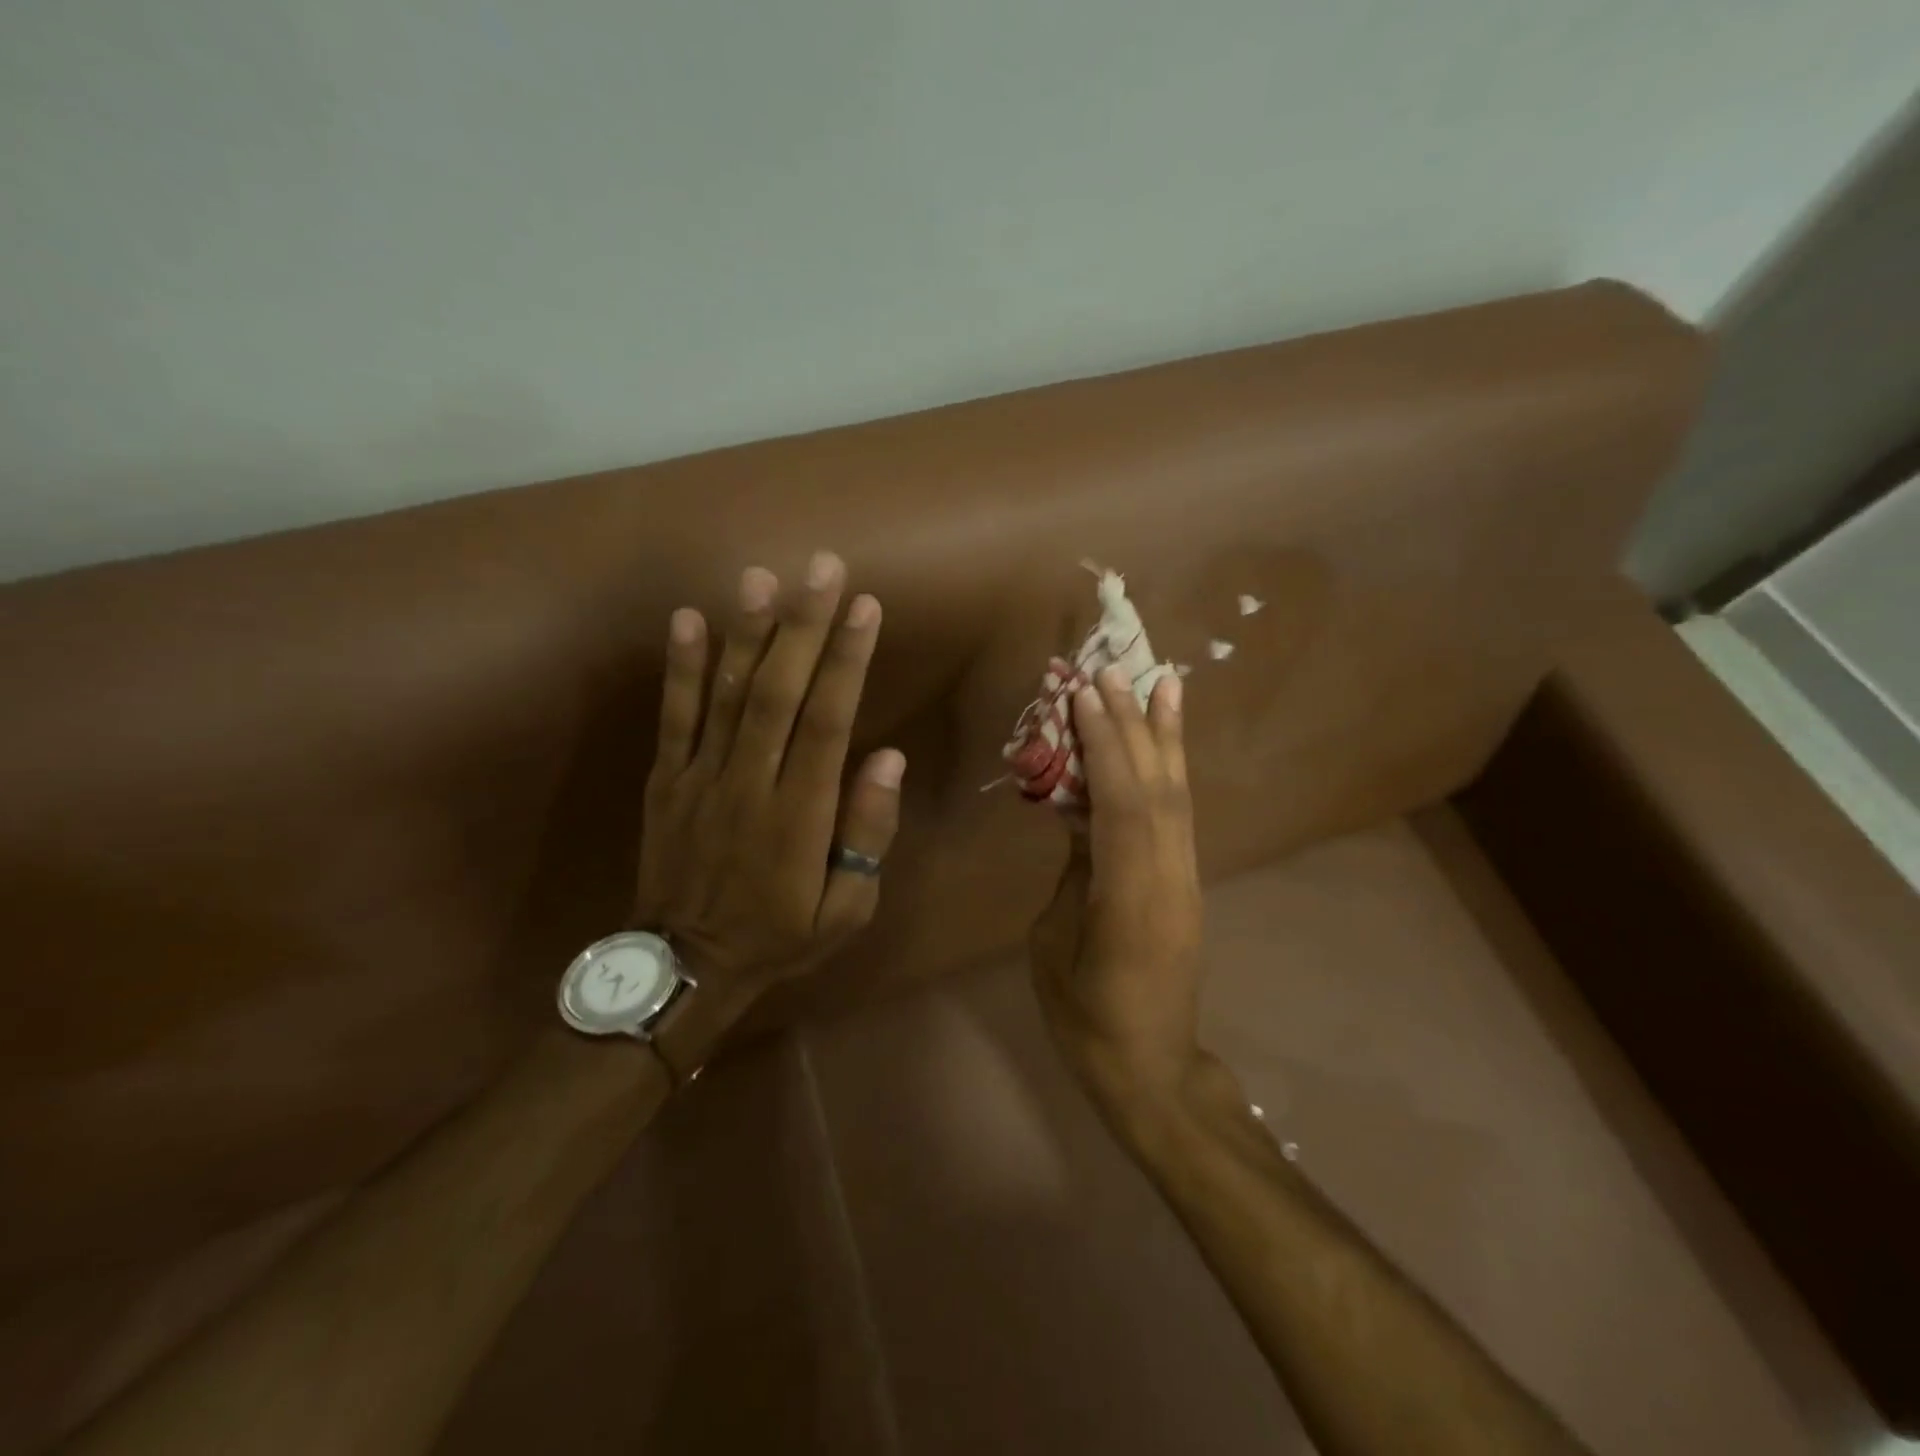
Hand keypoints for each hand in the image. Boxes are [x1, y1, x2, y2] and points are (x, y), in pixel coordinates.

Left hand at [635, 554, 904, 1069]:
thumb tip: (889, 759)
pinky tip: (687, 619)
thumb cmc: (779, 937)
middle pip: (777, 693)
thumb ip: (867, 835)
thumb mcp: (845, 910)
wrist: (684, 966)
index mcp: (799, 815)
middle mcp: (750, 784)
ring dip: (745, 632)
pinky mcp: (666, 781)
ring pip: (725, 695)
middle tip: (822, 567)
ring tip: (761, 577)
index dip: (847, 662)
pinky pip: (673, 719)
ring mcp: (700, 778)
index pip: (828, 722)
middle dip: (803, 626)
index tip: (865, 608)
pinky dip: (680, 668)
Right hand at [1029, 665, 1209, 1110]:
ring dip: (1164, 736)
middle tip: (1112, 670)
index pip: (1122, 805)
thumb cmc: (1086, 1018)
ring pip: (1178, 795)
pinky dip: (1172, 770)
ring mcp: (1184, 879)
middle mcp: (1169, 877)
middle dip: (1132, 724)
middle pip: (1156, 787)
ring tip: (1162, 682)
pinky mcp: (1185, 883)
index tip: (1083, 694)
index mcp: (1131, 898)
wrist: (1151, 1068)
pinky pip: (1179, 816)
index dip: (1104, 746)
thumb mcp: (1055, 943)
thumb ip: (1073, 872)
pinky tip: (1165, 745)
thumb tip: (1080, 819)